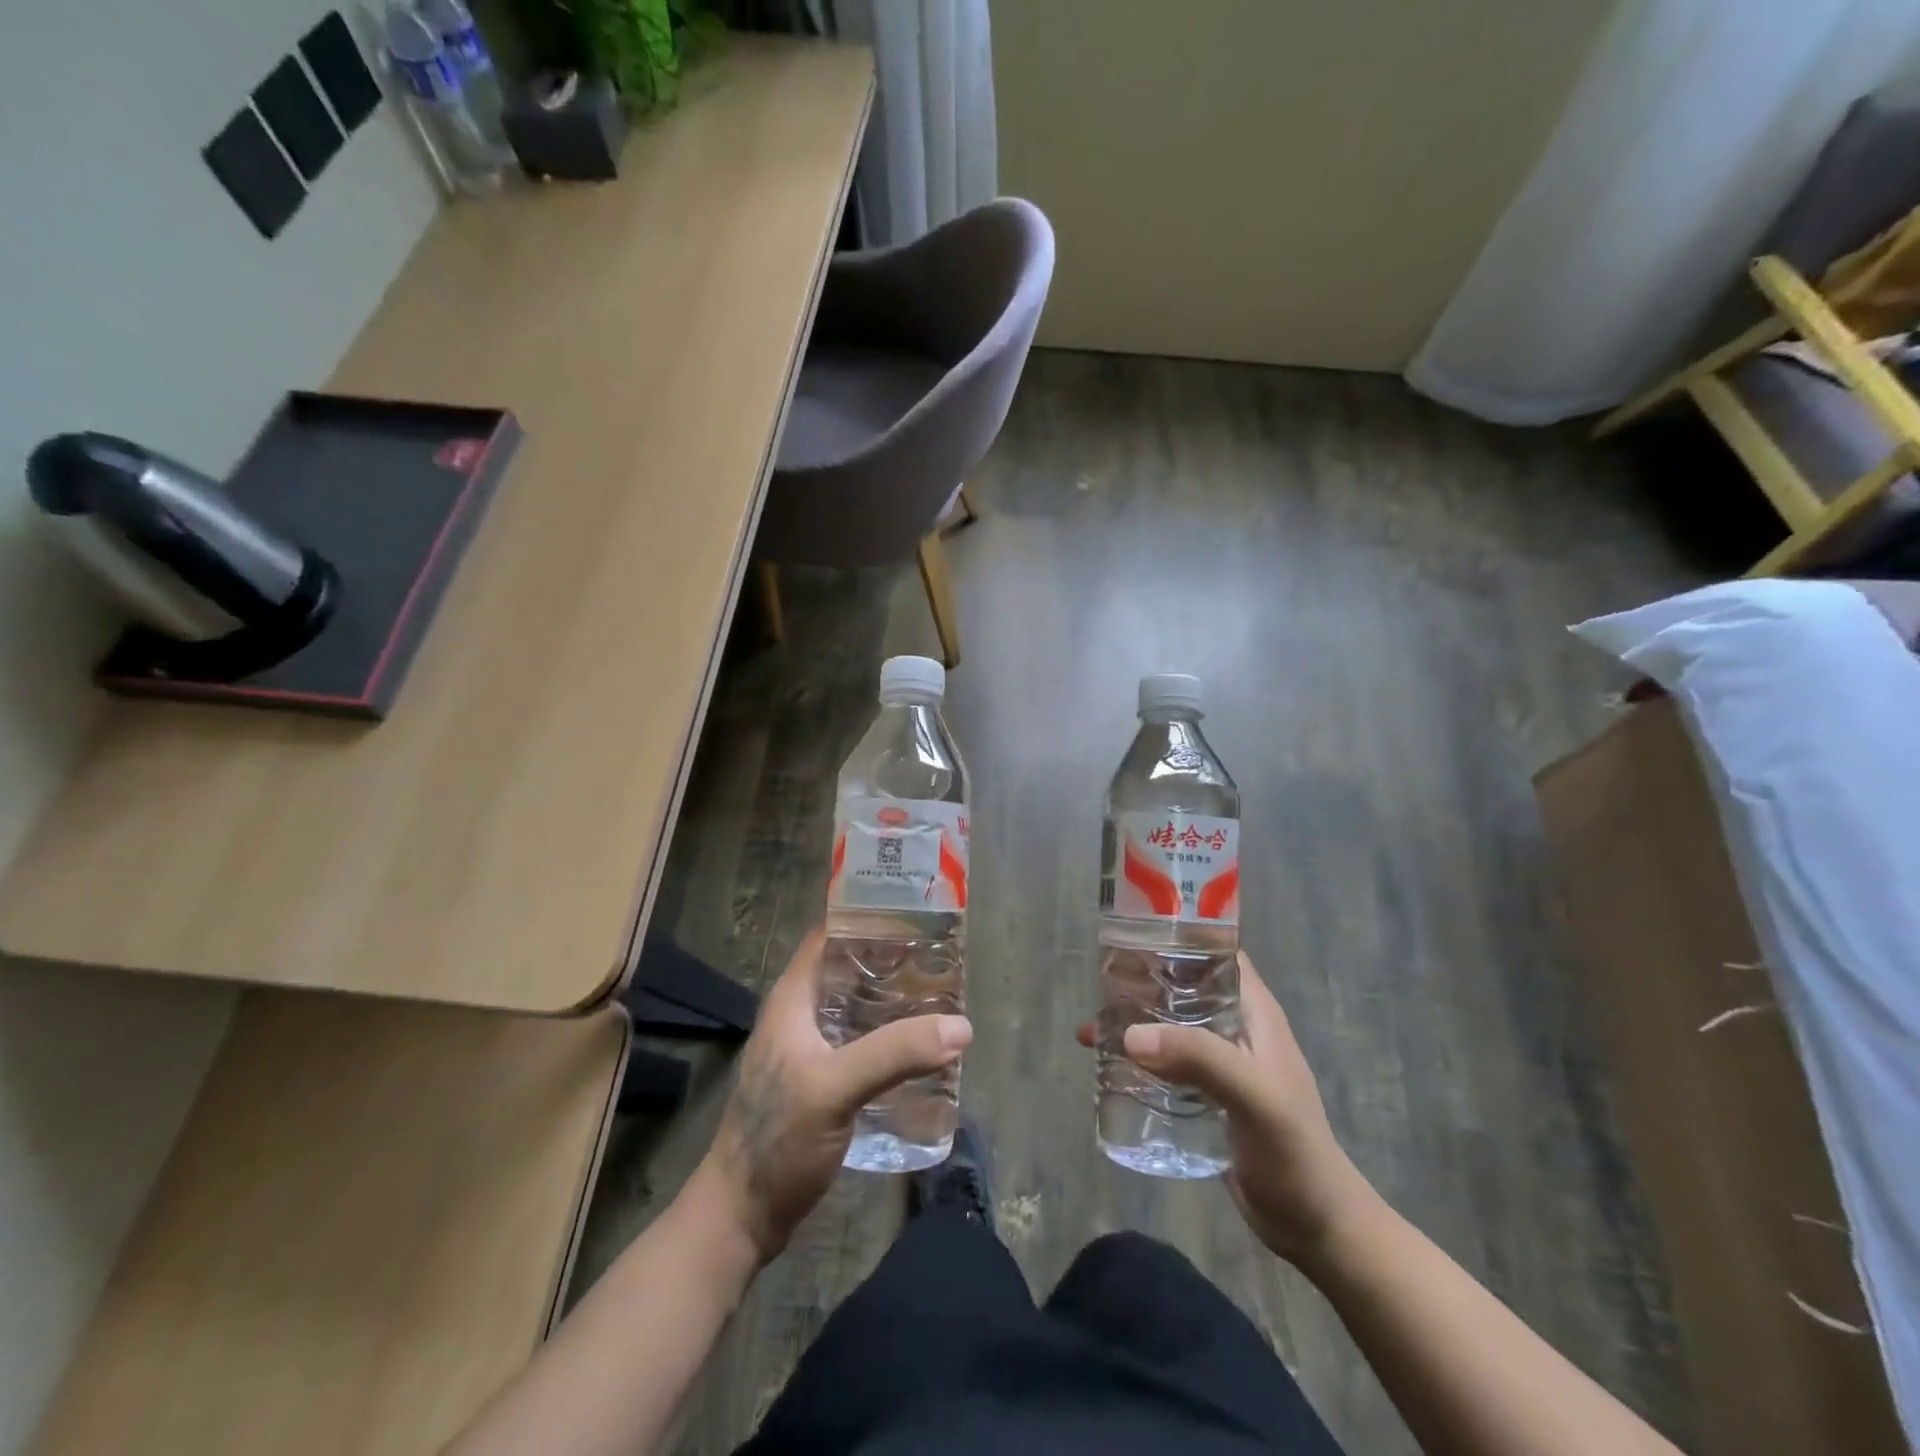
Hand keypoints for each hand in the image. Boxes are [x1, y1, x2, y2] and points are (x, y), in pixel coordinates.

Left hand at [699, 928, 972, 1263]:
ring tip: (941, 996)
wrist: (742, 1217)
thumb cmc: (777, 1139)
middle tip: (942, 958)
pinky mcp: (822, 1081)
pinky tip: (922, 1047)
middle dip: (893, 961)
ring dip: (894, 1001)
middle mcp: (801, 1014)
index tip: (916, 913)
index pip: (830, 935)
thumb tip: (960, 1026)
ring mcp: (810, 1049)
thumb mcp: (835, 1088)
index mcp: (793, 998)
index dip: (868, 918)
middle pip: (850, 970)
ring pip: (858, 1008)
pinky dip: (890, 1036)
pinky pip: (862, 1042)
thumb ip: (893, 1053)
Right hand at [1078, 952, 1373, 1263]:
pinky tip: (1106, 1065)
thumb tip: (1130, 1034)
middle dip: (1143, 981)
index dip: (1181, 936)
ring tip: (1091, 1024)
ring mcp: (1219, 1062)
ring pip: (1169, 1025)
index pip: (1216, 953)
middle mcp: (1234, 1028)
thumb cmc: (1294, 1151)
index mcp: (1253, 1012)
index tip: (1133, 932)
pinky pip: (1165, 1061)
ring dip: (1134, 1021)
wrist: (1314, 1226)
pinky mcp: (1205, 1095)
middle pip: (1183, 987)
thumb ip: (1199, 1059)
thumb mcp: (1253, 1096)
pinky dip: (1136, 1057)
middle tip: (1099, 981)